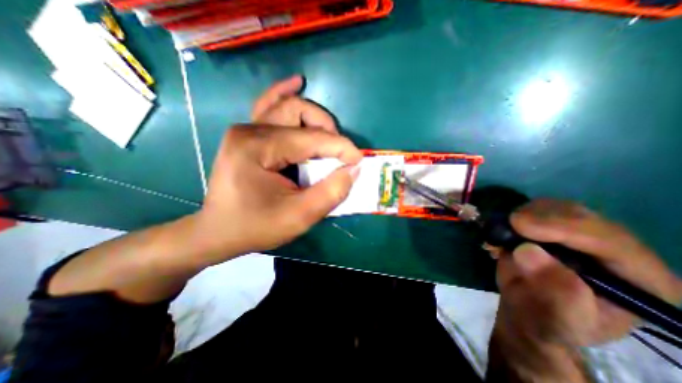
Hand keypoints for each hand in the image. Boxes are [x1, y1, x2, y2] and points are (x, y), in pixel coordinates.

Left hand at [191, 76, 361, 263]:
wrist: (219, 232)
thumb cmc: (256, 227)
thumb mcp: (298, 217)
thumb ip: (330, 192)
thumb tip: (353, 169)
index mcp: (258, 147)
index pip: (311, 139)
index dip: (341, 148)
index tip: (359, 161)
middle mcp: (249, 130)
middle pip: (298, 111)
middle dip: (327, 129)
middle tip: (340, 153)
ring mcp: (246, 129)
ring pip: (287, 106)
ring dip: (314, 117)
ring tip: (329, 134)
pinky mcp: (248, 135)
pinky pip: (269, 106)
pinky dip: (286, 95)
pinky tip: (297, 84)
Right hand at [496, 201, 681, 347]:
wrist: (527, 308)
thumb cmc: (546, 320)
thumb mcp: (553, 319)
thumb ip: (552, 292)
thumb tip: (528, 251)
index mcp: (640, 282)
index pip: (614, 244)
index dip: (567, 229)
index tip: (521, 226)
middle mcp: (617, 251)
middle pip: (584, 217)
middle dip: (542, 217)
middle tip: (509, 223)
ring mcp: (583, 235)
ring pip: (558, 207)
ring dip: (527, 214)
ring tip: (505, 232)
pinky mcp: (555, 226)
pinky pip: (537, 209)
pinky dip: (517, 215)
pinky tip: (507, 229)